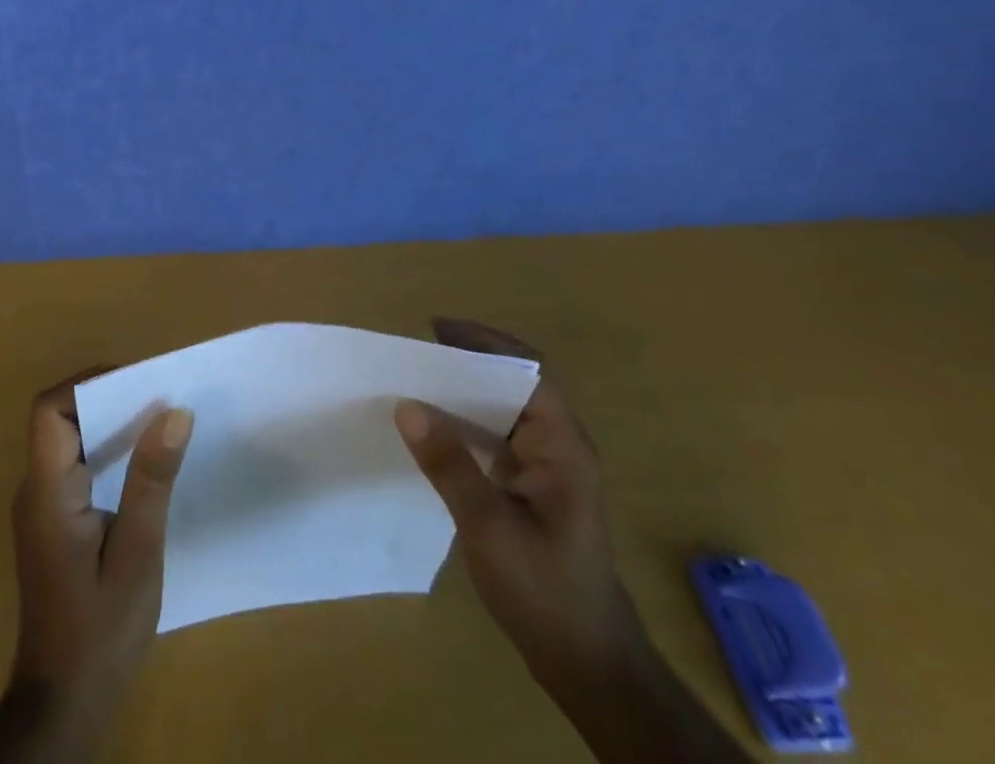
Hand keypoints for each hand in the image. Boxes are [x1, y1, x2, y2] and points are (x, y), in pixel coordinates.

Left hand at [0, 373, 192, 762]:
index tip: (139, 383)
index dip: (89, 384)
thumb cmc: (101, 631)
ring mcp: (41, 508)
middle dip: (108, 398)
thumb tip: (176, 411)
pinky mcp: (53, 524)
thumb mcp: (138, 553)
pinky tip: (143, 465)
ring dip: (110, 424)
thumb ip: (152, 480)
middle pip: (60, 419)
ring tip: (160, 423)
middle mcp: (35, 491)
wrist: (63, 705)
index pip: (50, 410)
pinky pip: (75, 465)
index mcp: (48, 492)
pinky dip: (106, 451)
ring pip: (68, 440)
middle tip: (160, 399)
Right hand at [394, 318, 641, 690]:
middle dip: (470, 361)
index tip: (438, 329)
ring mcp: (547, 467)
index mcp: (562, 444)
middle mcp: (558, 445)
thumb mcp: (489, 526)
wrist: (587, 664)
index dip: (485, 343)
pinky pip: (498, 437)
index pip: (527, 370)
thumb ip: (449, 464)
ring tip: (418, 380)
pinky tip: (435, 429)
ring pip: (504, 409)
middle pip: (515, 383)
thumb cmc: (545, 590)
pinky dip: (467, 423)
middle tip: (419, 351)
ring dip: (466, 392)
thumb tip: (407, 406)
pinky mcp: (533, 487)